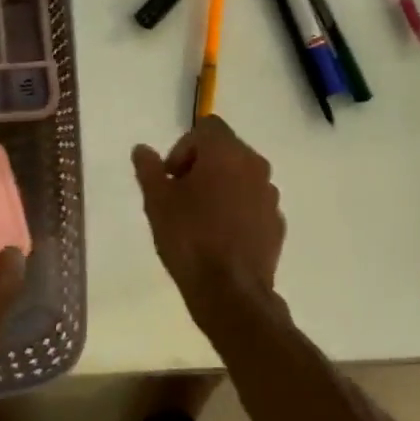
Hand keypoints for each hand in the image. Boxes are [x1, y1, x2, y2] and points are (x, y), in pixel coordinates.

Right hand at [131, 115, 284, 308]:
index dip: (184, 147)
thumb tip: (142, 149)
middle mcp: (255, 165)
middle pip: (226, 150)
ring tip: (200, 219)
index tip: (171, 177)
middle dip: (202, 166)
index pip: (207, 127)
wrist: (231, 292)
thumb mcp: (157, 202)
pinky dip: (238, 210)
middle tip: (180, 196)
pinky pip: (253, 204)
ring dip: (222, 187)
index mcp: (226, 152)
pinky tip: (221, 237)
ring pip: (242, 177)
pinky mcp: (277, 223)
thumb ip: (149, 169)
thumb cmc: (189, 238)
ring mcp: (270, 195)